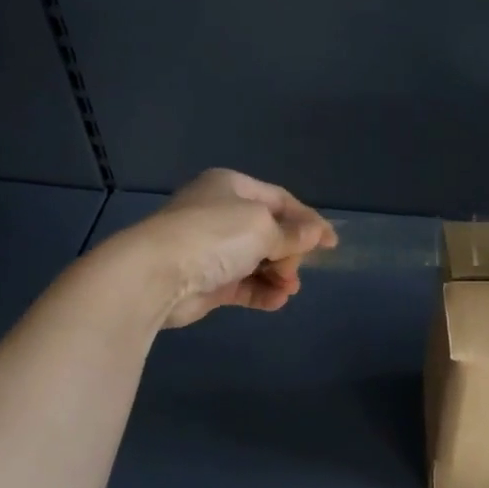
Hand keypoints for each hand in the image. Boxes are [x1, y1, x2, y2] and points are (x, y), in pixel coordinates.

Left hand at [115, 169, 336, 327]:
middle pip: (270, 232)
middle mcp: (221, 213)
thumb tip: (317, 234)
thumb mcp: (263, 227)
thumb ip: (293, 234)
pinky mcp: (207, 280)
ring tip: (288, 289)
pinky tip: (277, 301)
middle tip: (295, 269)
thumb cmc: (214, 236)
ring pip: (258, 260)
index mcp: (232, 187)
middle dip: (289, 252)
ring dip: (278, 275)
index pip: (280, 200)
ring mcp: (212, 248)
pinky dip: (262, 292)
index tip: (331, 243)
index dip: (308, 220)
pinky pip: (243, 284)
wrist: (157, 274)